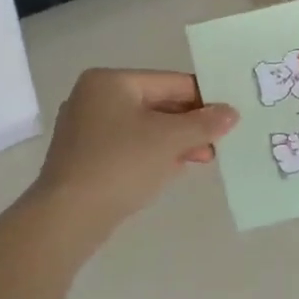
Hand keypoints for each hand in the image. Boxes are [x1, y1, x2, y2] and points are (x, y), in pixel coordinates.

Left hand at [29, 69, 237, 238]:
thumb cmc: (121, 164)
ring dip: (175, 141)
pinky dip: (153, 154)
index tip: (229, 117)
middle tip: (219, 141)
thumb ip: (204, 123)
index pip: (171, 82)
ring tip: (204, 157)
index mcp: (110, 81)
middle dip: (190, 124)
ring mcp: (85, 129)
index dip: (204, 98)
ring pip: (144, 127)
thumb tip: (231, 112)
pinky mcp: (84, 158)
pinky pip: (128, 147)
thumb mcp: (170, 140)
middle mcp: (94, 97)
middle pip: (157, 103)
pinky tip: (174, 168)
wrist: (67, 217)